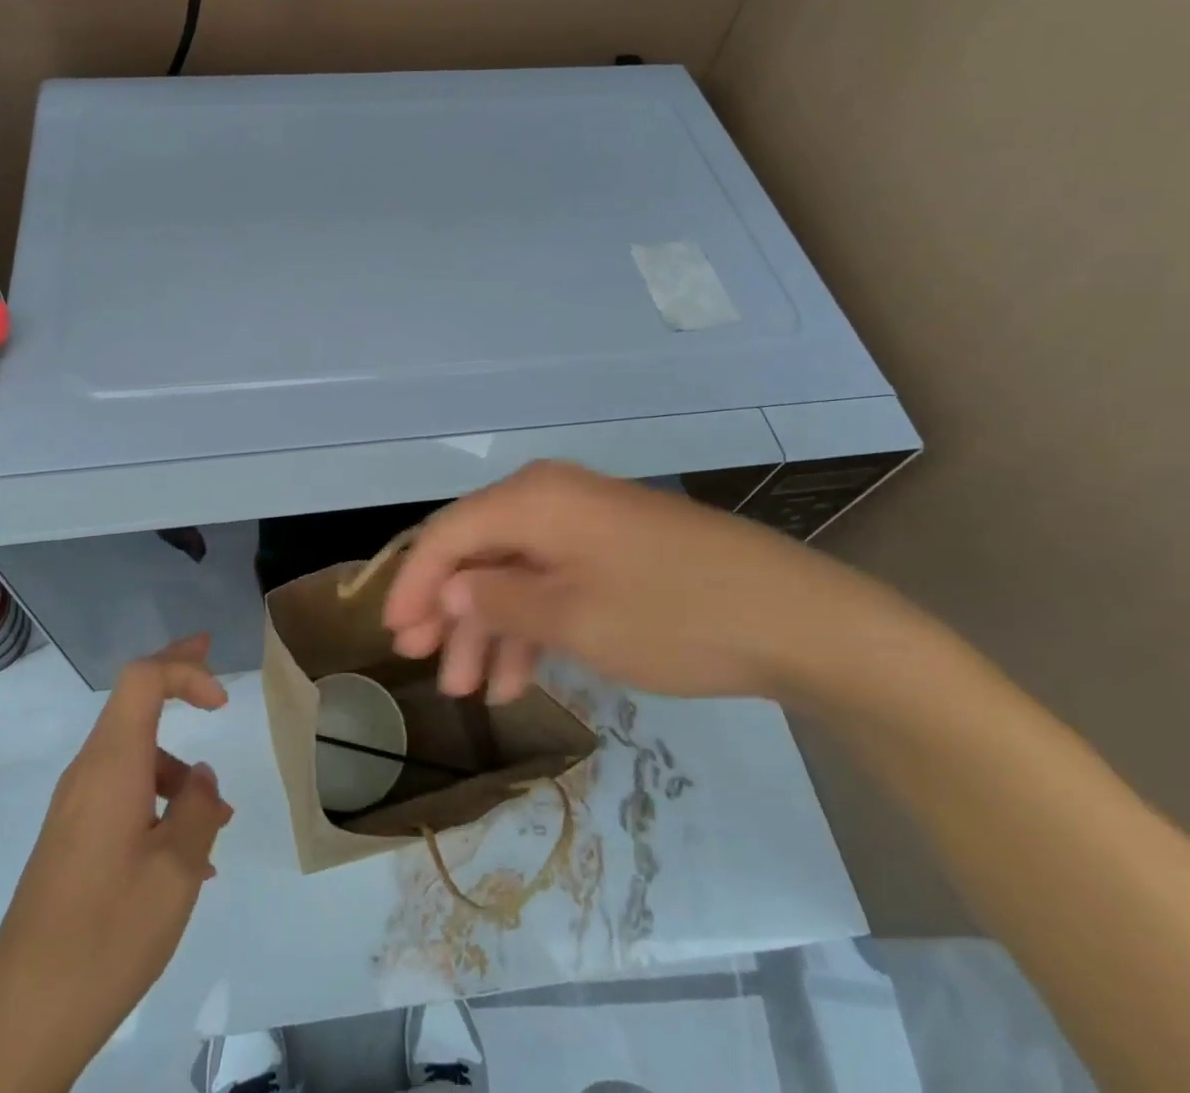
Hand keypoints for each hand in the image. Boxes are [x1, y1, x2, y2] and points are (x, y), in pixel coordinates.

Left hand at [0, 637, 231, 1091]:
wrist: (21, 1025)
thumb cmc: (108, 935)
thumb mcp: (177, 870)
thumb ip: (198, 808)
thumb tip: (198, 776)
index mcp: (112, 766)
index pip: (143, 679)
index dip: (185, 670)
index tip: (222, 702)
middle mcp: (87, 775)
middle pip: (132, 701)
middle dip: (176, 678)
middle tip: (210, 655)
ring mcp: (73, 811)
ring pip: (132, 757)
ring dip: (176, 770)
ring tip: (217, 822)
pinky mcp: (69, 843)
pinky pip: (120, 796)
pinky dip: (157, 803)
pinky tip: (184, 861)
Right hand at [382, 461, 908, 705]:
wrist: (796, 619)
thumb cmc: (671, 615)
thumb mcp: (571, 617)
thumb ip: (498, 601)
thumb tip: (449, 590)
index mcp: (533, 499)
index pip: (449, 533)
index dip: (414, 583)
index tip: (393, 635)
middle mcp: (552, 498)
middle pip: (479, 551)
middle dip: (450, 611)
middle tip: (427, 666)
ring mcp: (587, 523)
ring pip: (515, 571)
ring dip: (490, 628)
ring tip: (473, 691)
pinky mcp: (614, 550)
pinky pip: (553, 580)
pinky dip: (532, 625)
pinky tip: (521, 676)